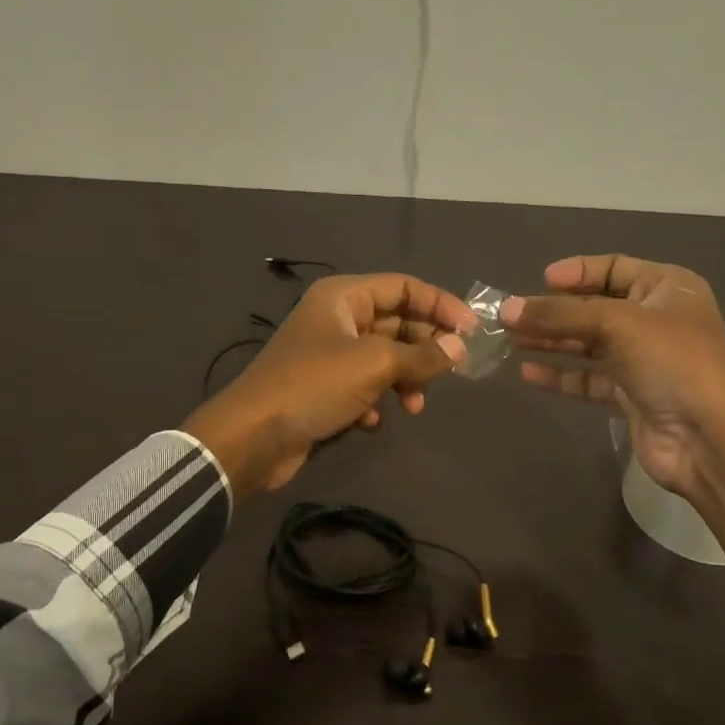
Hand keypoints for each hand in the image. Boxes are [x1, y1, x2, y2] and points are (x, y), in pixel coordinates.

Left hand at [184, 273, 475, 496]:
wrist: (253, 437)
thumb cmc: (314, 386)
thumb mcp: (374, 364)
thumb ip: (422, 354)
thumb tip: (459, 348)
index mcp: (344, 297)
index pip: (404, 286)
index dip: (440, 305)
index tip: (471, 332)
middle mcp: (337, 319)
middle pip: (397, 323)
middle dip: (425, 349)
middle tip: (451, 373)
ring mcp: (329, 355)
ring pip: (384, 358)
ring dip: (405, 380)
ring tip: (414, 406)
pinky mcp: (324, 389)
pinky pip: (364, 386)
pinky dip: (375, 401)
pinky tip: (371, 422)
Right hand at [503, 255, 724, 498]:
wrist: (709, 439)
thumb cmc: (673, 363)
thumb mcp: (617, 325)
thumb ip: (560, 316)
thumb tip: (507, 310)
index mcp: (667, 288)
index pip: (614, 268)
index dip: (577, 272)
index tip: (539, 281)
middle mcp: (656, 320)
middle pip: (595, 308)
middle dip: (554, 311)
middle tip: (510, 316)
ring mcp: (643, 360)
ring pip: (588, 344)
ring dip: (551, 342)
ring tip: (509, 340)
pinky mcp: (630, 395)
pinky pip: (588, 379)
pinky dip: (560, 375)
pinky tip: (528, 372)